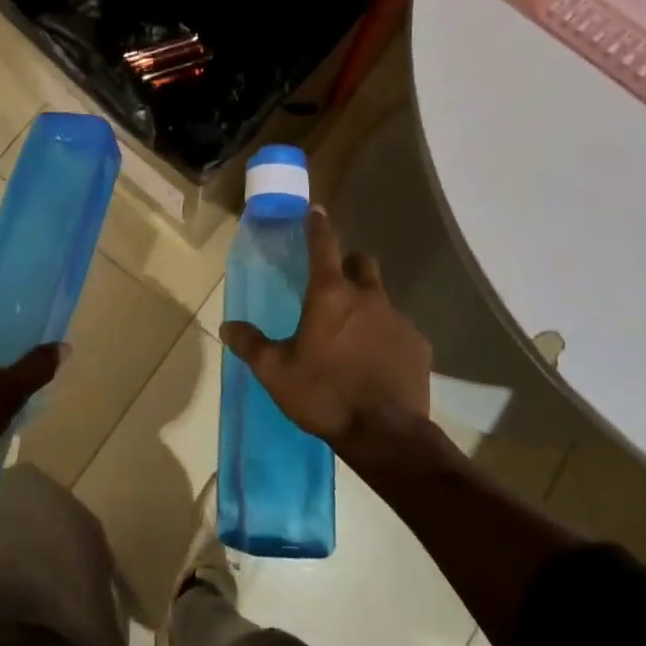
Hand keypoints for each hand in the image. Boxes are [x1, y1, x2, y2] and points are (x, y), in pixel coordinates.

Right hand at [220, 208, 432, 465]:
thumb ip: (251, 345)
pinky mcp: (418, 345)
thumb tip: (227, 327)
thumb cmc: (324, 394)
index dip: (318, 225)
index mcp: (330, 294)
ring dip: (367, 306)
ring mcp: (398, 319)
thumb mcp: (276, 372)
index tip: (316, 211)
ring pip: (382, 298)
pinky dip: (386, 337)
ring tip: (354, 336)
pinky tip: (377, 364)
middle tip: (335, 286)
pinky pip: (399, 330)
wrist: (385, 435)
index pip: (323, 245)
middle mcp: (367, 296)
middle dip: (349, 265)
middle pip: (362, 263)